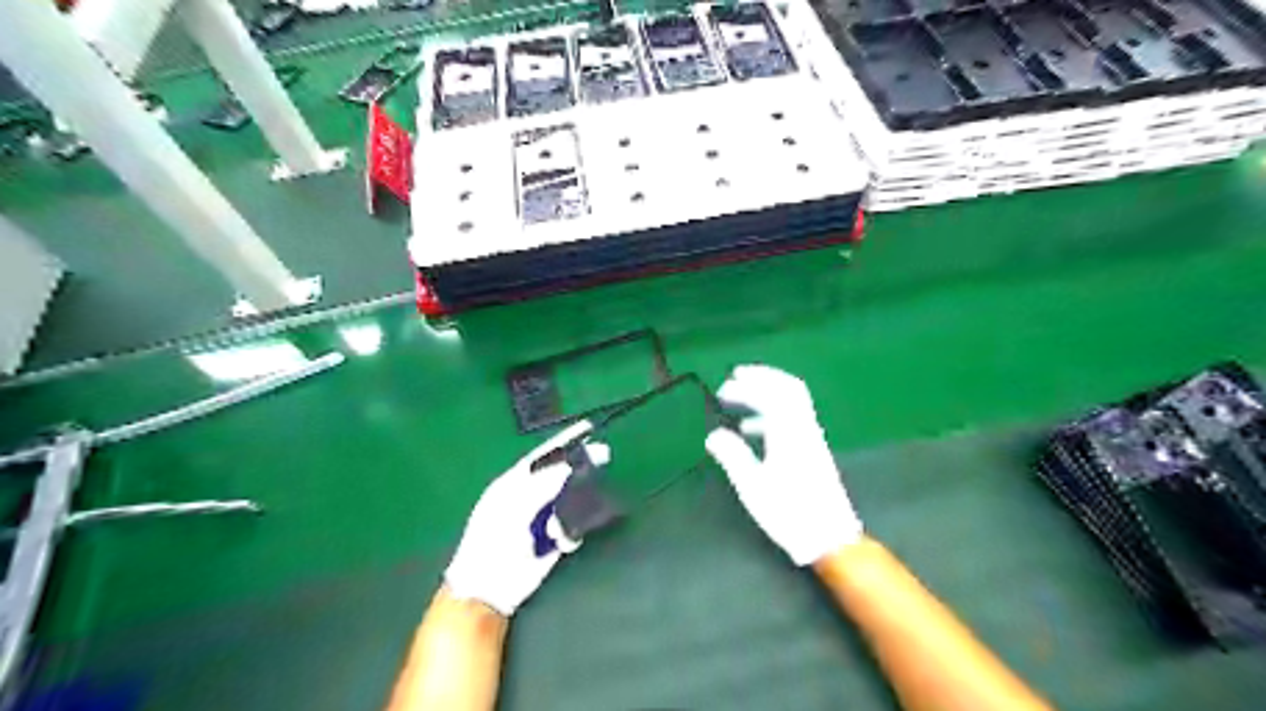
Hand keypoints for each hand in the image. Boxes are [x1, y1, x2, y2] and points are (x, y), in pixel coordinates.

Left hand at [444, 423, 607, 615]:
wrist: (486, 590)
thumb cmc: (492, 543)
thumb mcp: (513, 509)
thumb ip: (540, 487)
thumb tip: (566, 467)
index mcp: (513, 484)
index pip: (543, 457)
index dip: (564, 442)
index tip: (587, 429)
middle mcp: (528, 498)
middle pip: (560, 476)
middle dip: (580, 468)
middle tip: (604, 456)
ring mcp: (540, 519)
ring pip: (569, 501)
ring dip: (575, 506)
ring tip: (565, 522)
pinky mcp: (551, 542)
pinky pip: (571, 527)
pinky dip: (570, 533)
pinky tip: (562, 544)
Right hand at [701, 366, 859, 566]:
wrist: (830, 538)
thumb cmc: (789, 512)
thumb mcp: (753, 486)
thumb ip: (733, 456)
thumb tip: (713, 435)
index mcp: (790, 433)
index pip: (772, 394)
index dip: (748, 385)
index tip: (724, 387)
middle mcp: (805, 429)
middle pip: (789, 388)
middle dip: (763, 377)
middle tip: (737, 376)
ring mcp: (812, 439)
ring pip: (793, 403)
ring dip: (766, 395)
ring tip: (737, 403)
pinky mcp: (814, 451)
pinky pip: (793, 420)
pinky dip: (772, 415)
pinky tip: (751, 431)